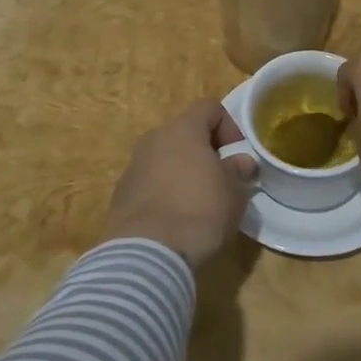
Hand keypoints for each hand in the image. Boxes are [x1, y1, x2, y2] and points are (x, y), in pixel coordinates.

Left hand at [101, 99, 257, 267]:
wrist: (147, 253)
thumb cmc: (199, 211)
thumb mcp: (234, 192)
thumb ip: (237, 170)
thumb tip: (240, 161)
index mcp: (183, 129)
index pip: (209, 107)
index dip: (228, 126)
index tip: (236, 155)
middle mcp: (154, 139)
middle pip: (184, 132)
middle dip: (205, 151)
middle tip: (220, 180)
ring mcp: (134, 166)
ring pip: (166, 158)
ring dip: (183, 172)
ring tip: (198, 203)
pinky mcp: (121, 194)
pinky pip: (150, 182)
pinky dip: (165, 192)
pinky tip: (175, 220)